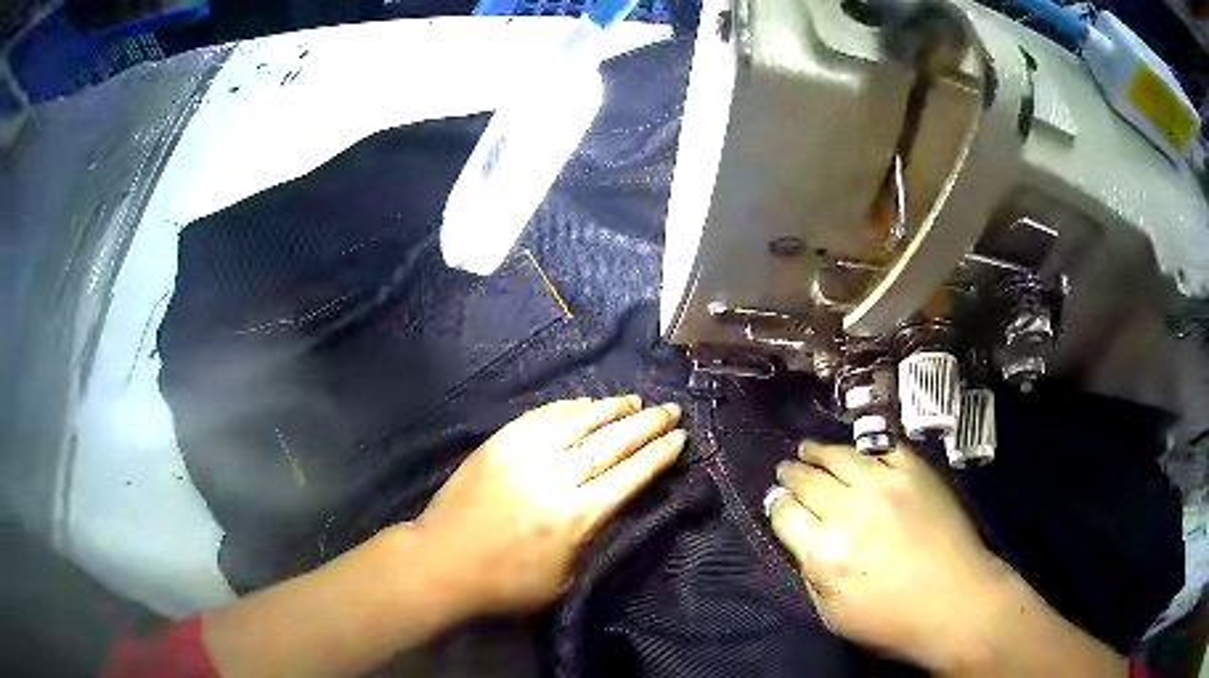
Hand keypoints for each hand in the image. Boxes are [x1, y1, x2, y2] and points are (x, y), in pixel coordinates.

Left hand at [412, 396, 685, 615]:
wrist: (441, 563)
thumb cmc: (506, 584)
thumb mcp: (565, 578)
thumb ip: (593, 538)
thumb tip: (612, 502)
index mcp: (576, 516)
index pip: (631, 475)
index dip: (659, 454)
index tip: (680, 438)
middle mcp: (555, 477)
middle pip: (612, 442)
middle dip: (648, 423)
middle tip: (671, 410)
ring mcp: (523, 454)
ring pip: (579, 420)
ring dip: (612, 407)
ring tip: (634, 400)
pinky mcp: (498, 443)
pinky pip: (542, 416)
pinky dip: (570, 407)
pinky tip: (587, 404)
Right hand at [765, 442, 1006, 671]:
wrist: (955, 600)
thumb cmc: (892, 620)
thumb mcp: (833, 615)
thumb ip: (810, 576)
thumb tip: (802, 542)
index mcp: (823, 554)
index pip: (785, 514)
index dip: (777, 504)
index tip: (777, 501)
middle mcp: (848, 512)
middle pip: (807, 481)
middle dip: (792, 474)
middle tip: (787, 469)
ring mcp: (884, 485)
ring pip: (839, 457)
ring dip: (818, 451)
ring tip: (808, 448)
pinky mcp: (914, 471)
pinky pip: (881, 448)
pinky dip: (863, 447)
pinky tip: (855, 449)